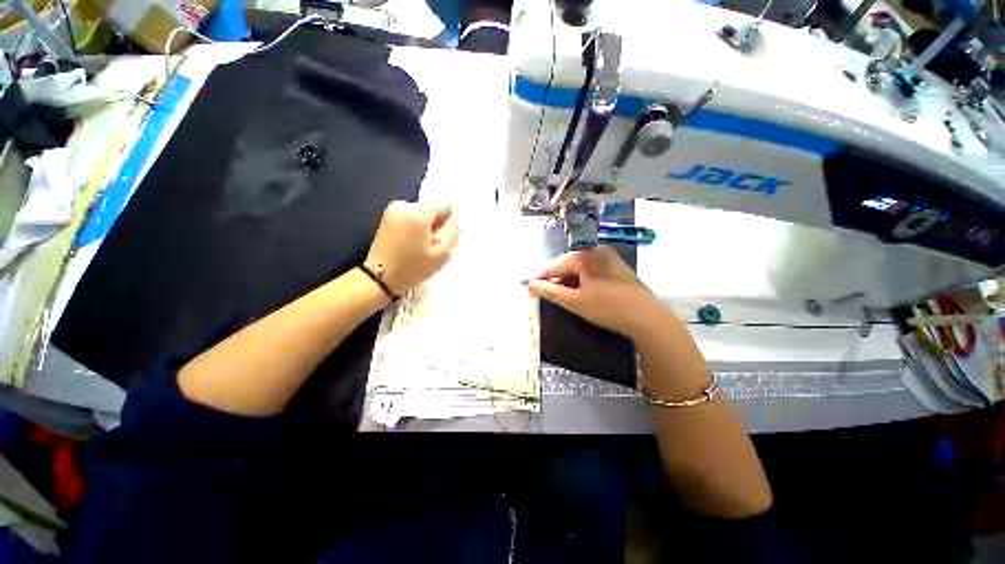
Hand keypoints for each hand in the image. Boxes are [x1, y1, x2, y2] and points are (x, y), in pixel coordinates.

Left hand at [364, 201, 458, 293]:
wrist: (380, 278)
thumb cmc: (413, 268)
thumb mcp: (442, 255)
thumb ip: (453, 234)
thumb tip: (453, 221)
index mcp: (418, 213)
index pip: (445, 206)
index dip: (448, 222)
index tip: (443, 238)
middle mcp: (404, 205)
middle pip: (432, 209)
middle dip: (436, 224)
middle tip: (432, 245)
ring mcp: (393, 209)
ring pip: (422, 213)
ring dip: (426, 226)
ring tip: (421, 245)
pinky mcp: (387, 216)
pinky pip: (411, 216)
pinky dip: (415, 227)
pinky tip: (412, 243)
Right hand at [526, 246, 671, 340]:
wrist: (646, 318)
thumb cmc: (607, 307)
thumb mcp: (574, 301)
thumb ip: (549, 291)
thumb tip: (529, 284)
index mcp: (585, 255)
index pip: (555, 266)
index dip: (541, 277)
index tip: (528, 285)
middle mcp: (597, 251)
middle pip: (568, 265)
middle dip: (555, 279)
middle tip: (544, 292)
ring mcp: (609, 258)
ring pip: (580, 268)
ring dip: (568, 280)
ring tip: (560, 294)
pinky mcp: (617, 267)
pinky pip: (592, 271)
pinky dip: (582, 280)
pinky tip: (579, 291)